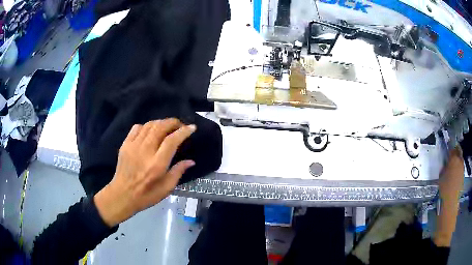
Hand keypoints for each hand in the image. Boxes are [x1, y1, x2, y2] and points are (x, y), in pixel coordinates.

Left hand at [94, 119, 195, 226]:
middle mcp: (145, 151)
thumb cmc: (146, 195)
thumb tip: (191, 161)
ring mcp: (133, 146)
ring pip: (149, 125)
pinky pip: (137, 128)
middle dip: (173, 122)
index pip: (172, 140)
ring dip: (161, 122)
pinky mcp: (125, 144)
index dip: (184, 131)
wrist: (122, 195)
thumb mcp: (166, 189)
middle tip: (180, 126)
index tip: (192, 128)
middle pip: (160, 127)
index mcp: (157, 164)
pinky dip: (146, 126)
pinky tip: (150, 132)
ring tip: (167, 127)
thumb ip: (178, 172)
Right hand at [439, 146, 463, 202]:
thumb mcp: (441, 176)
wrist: (451, 201)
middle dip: (456, 151)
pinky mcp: (463, 175)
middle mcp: (459, 160)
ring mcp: (462, 167)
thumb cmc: (445, 189)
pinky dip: (458, 168)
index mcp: (453, 158)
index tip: (447, 150)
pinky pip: (461, 168)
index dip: (449, 148)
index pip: (452, 148)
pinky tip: (455, 174)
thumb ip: (444, 167)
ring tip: (453, 164)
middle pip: (458, 151)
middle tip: (452, 153)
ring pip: (460, 159)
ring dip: (457, 160)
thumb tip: (446, 164)